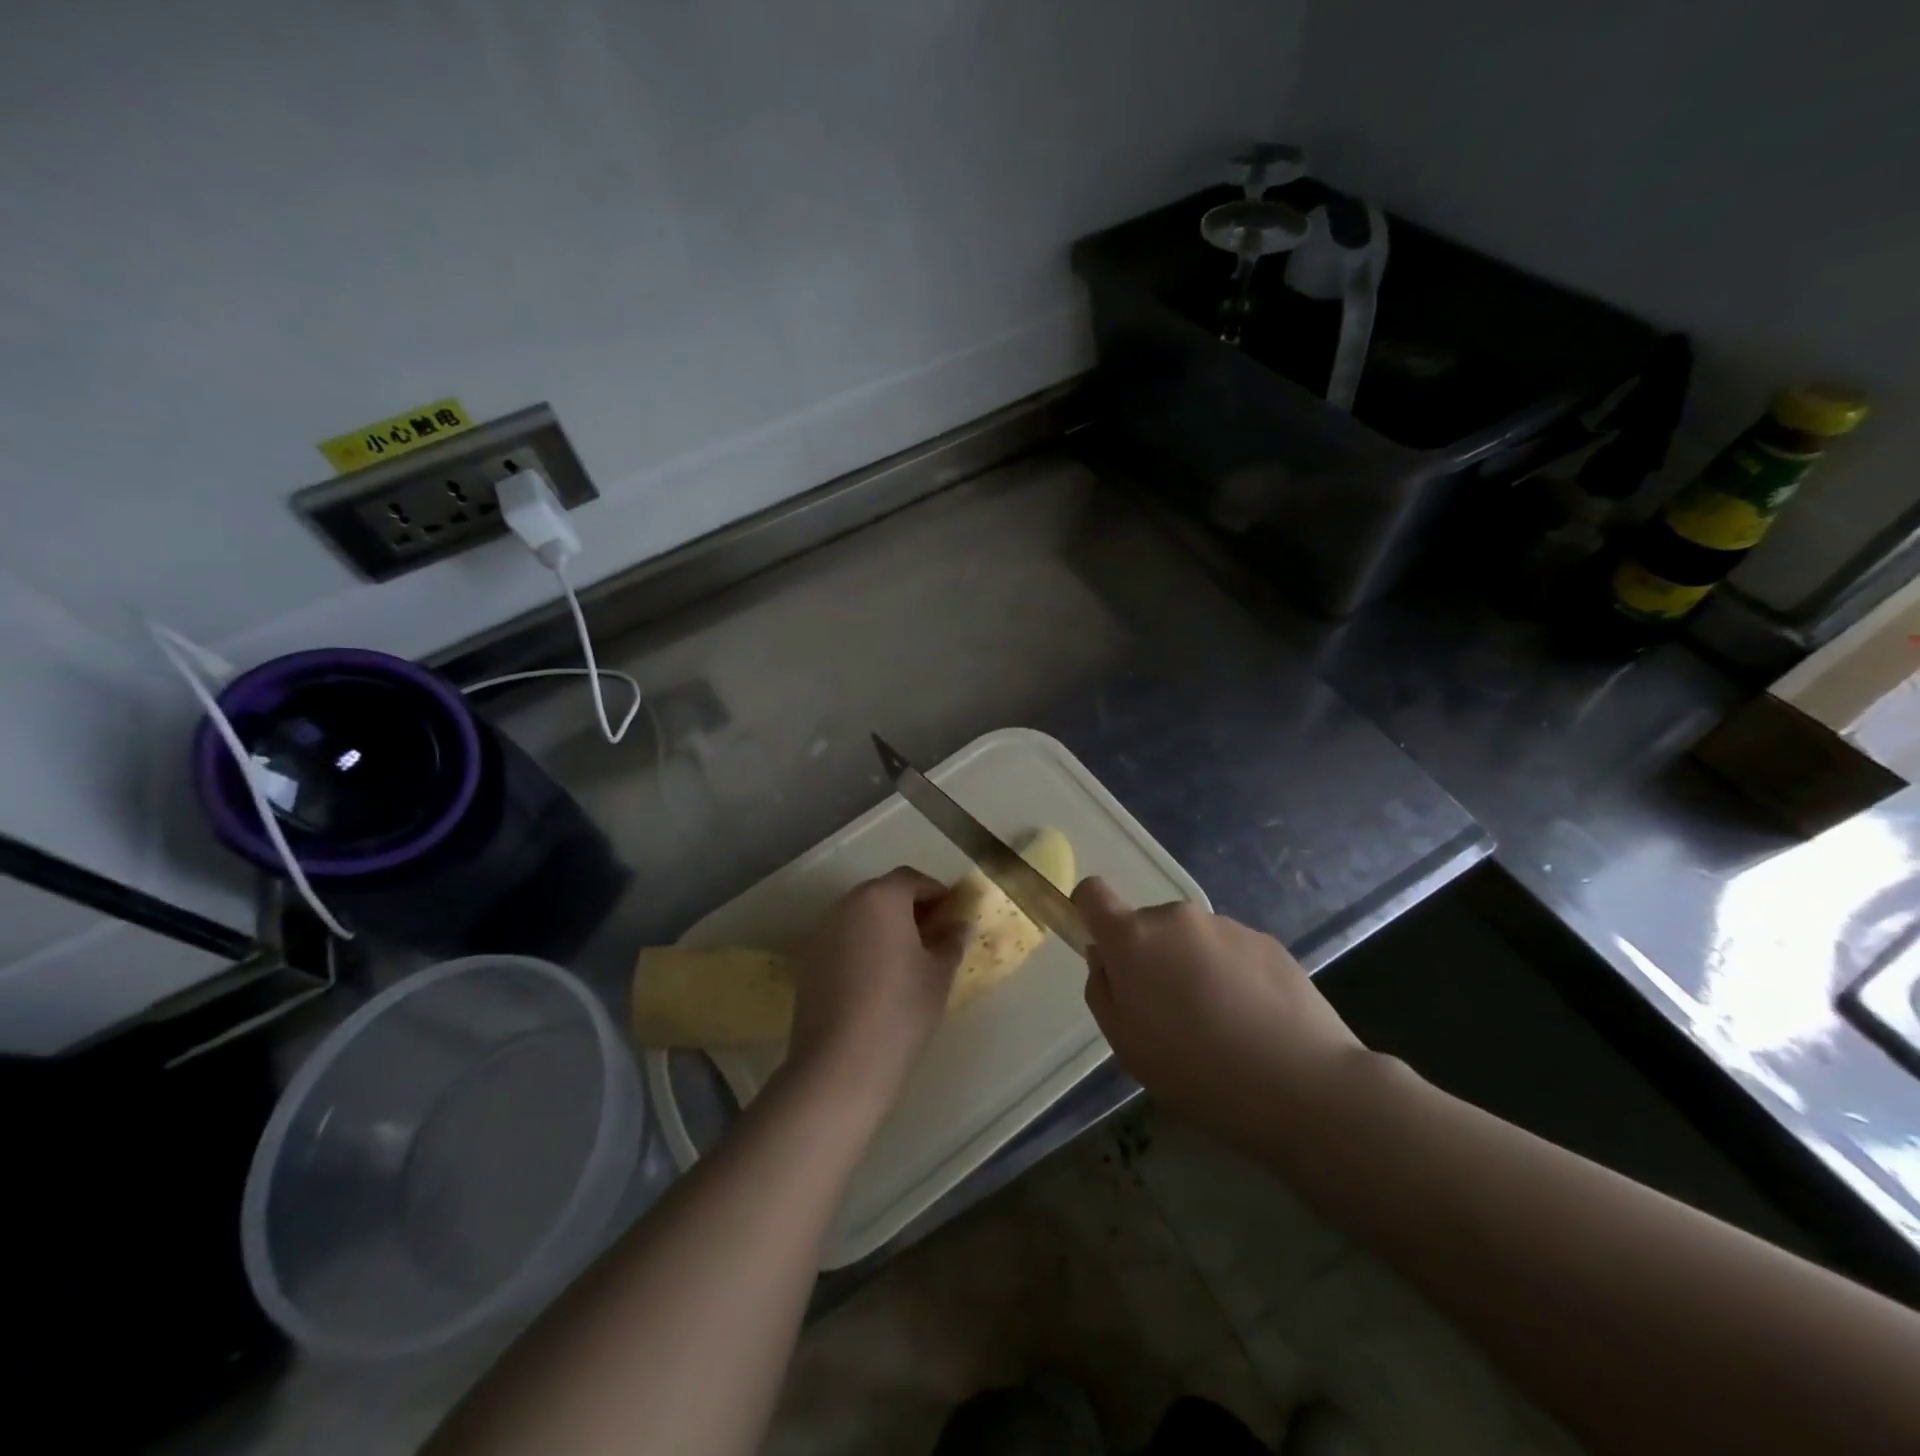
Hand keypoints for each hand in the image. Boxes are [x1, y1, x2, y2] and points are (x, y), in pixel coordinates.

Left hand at [786, 867, 966, 1111]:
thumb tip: (959, 925)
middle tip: (932, 933)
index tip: (951, 912)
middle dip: (908, 906)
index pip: (912, 879)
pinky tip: (876, 976)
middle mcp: (847, 904)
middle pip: (882, 893)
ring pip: (860, 915)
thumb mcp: (938, 974)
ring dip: (883, 925)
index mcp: (882, 897)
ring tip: (905, 956)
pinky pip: (843, 938)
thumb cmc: (901, 1009)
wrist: (840, 1062)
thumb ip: (950, 941)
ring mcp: (822, 931)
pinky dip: (862, 944)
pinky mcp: (808, 959)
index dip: (935, 892)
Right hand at [1075, 877, 1363, 1137]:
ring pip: (1192, 940)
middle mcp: (1176, 918)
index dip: (1090, 913)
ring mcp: (1225, 925)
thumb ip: (1103, 989)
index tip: (1105, 951)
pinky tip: (1254, 1022)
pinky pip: (1231, 952)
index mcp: (1133, 938)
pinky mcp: (1267, 941)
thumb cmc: (1196, 1071)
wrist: (1302, 1085)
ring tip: (1221, 1025)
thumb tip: (1106, 958)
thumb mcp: (1125, 1044)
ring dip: (1193, 968)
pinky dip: (1232, 976)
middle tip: (1172, 1014)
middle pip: (1147, 926)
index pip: (1093, 894)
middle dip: (1151, 959)